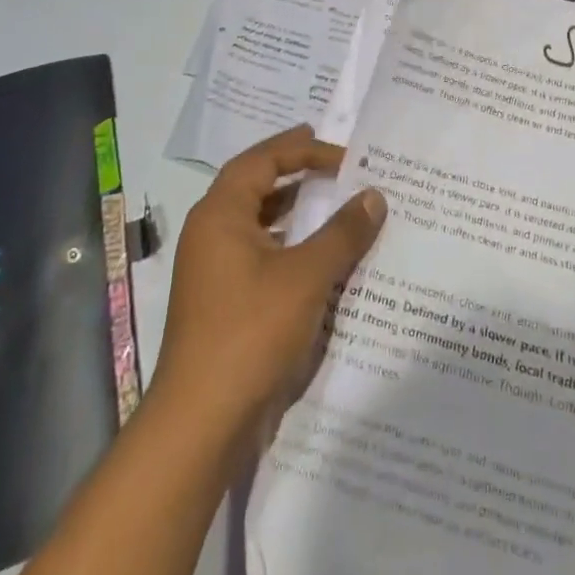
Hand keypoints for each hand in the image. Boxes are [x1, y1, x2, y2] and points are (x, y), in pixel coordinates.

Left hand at [152, 127, 386, 440]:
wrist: (200, 425)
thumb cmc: (250, 333)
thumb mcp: (306, 276)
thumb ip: (342, 232)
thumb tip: (374, 194)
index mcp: (220, 214)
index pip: (262, 160)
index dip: (303, 149)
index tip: (344, 154)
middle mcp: (211, 233)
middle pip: (256, 184)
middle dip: (296, 170)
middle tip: (337, 162)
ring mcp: (214, 270)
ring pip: (259, 221)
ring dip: (295, 209)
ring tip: (334, 201)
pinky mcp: (223, 301)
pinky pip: (261, 253)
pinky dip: (290, 244)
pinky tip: (320, 256)